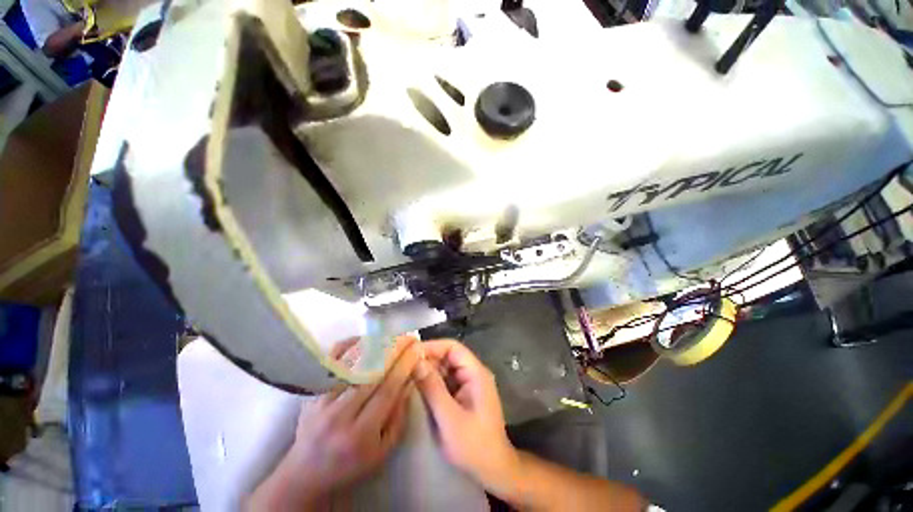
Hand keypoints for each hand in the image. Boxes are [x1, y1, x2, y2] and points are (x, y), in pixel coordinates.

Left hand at [250, 336, 421, 509]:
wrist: (306, 472)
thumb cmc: (351, 463)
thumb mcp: (383, 450)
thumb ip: (399, 416)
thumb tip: (409, 380)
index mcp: (361, 433)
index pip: (387, 389)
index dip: (404, 365)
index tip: (417, 349)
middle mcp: (340, 413)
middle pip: (370, 371)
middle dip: (394, 349)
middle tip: (408, 337)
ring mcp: (322, 398)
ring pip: (352, 362)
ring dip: (375, 344)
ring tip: (392, 336)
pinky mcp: (312, 389)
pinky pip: (331, 360)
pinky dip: (350, 344)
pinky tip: (366, 339)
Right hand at [414, 340, 520, 490]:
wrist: (494, 470)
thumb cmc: (474, 445)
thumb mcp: (449, 418)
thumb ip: (433, 388)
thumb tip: (415, 362)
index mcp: (476, 373)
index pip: (453, 347)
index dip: (432, 347)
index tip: (410, 354)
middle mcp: (473, 373)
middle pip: (448, 356)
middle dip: (427, 360)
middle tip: (404, 367)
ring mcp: (469, 384)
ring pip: (446, 369)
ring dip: (428, 371)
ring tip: (406, 376)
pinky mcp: (464, 395)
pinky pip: (446, 382)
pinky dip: (432, 383)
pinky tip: (417, 389)